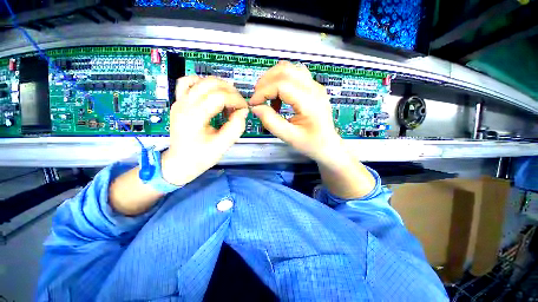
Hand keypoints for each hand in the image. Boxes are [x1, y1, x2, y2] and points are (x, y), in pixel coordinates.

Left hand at [161, 76, 248, 185]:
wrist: (180, 162)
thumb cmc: (200, 157)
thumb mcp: (222, 146)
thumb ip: (235, 128)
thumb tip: (243, 111)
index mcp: (194, 117)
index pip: (219, 96)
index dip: (236, 100)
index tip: (245, 109)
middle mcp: (184, 104)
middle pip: (211, 84)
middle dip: (231, 91)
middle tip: (239, 105)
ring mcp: (179, 101)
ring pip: (201, 80)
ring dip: (219, 86)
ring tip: (228, 99)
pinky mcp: (179, 102)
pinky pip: (188, 83)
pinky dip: (202, 83)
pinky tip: (211, 93)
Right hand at [249, 61, 346, 165]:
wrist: (328, 144)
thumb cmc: (311, 143)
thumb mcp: (289, 137)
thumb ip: (271, 122)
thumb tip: (256, 107)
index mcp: (310, 102)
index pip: (282, 84)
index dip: (263, 91)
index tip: (253, 103)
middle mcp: (314, 88)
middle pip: (285, 70)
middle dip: (265, 81)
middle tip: (258, 98)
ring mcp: (315, 85)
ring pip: (289, 69)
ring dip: (273, 79)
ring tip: (266, 96)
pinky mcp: (313, 87)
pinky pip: (294, 75)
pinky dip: (281, 81)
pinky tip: (278, 98)